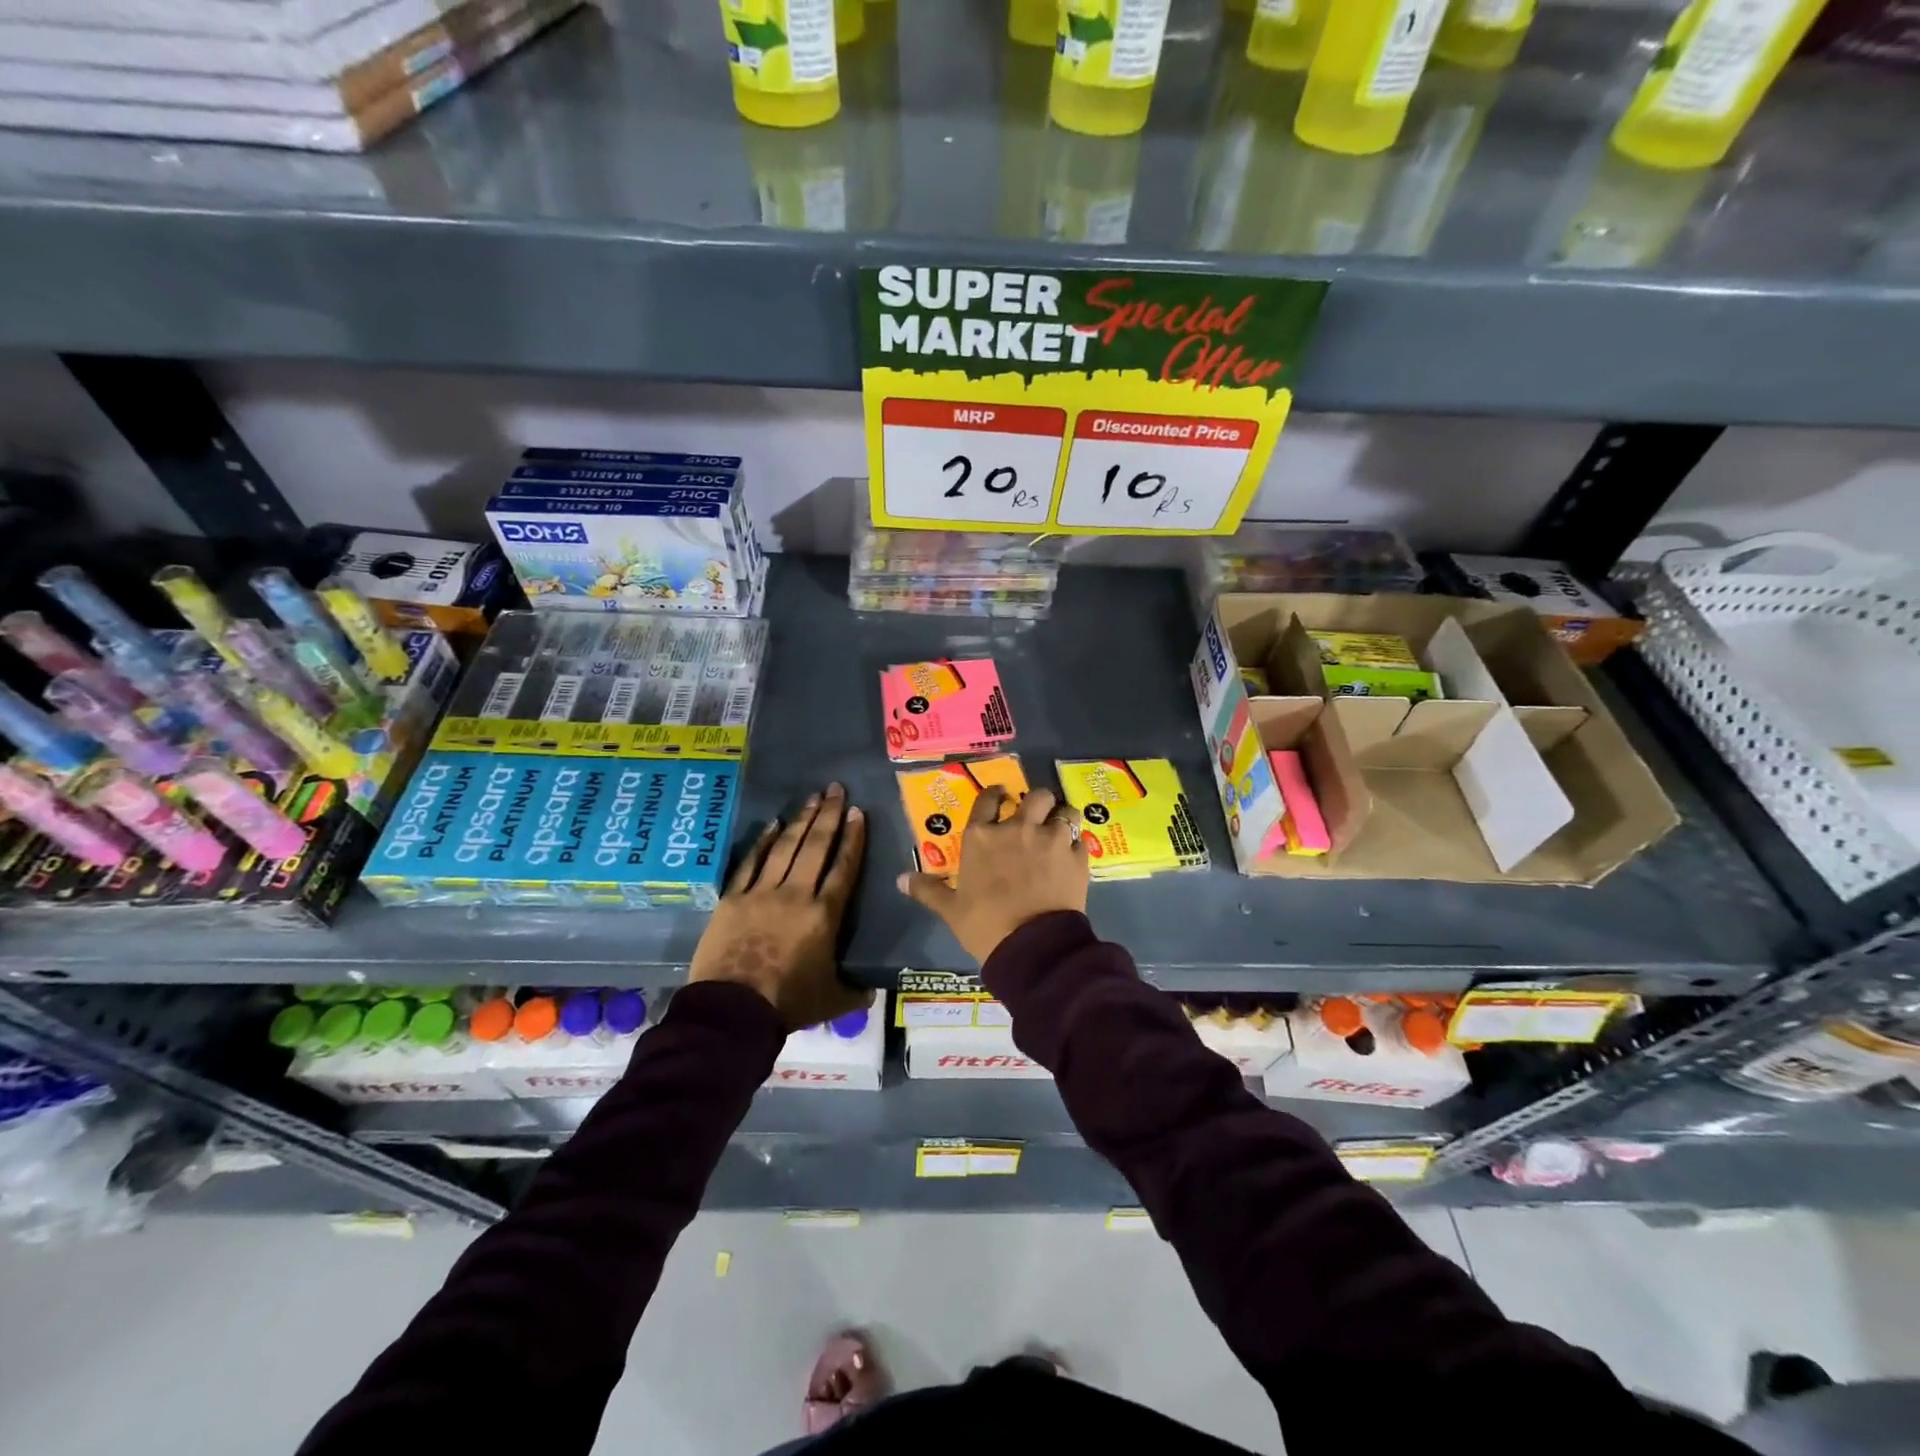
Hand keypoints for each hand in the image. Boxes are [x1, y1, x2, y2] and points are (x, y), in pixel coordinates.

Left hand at [689, 783, 870, 1031]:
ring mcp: (762, 892)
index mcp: (825, 915)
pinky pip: (751, 863)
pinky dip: (762, 842)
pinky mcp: (733, 899)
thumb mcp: (832, 1000)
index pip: (844, 867)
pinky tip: (772, 824)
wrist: (733, 1011)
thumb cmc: (788, 1004)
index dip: (853, 838)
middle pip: (816, 846)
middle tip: (837, 789)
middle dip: (829, 815)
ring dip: (801, 820)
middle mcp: (796, 894)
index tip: (859, 813)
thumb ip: (855, 991)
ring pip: (786, 847)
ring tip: (813, 797)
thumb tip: (873, 990)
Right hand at [897, 785, 1087, 963]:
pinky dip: (1078, 844)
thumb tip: (901, 880)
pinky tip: (1073, 855)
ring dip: (1062, 817)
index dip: (995, 794)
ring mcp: (1051, 839)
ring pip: (1065, 811)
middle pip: (1036, 796)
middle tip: (1036, 816)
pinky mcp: (1077, 856)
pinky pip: (1082, 838)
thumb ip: (928, 890)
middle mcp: (1018, 828)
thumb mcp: (951, 910)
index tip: (1000, 796)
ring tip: (1061, 830)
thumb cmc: (985, 925)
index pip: (988, 799)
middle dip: (1038, 802)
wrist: (1032, 946)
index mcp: (982, 837)